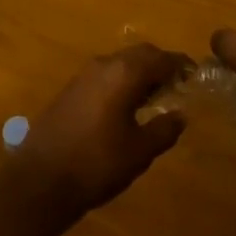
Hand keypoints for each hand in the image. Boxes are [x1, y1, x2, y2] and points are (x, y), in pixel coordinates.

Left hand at [6, 44, 192, 223]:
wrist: (39, 180)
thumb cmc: (96, 163)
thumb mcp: (139, 151)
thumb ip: (164, 129)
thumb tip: (181, 115)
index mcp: (125, 73)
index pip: (161, 58)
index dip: (181, 65)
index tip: (195, 75)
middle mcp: (104, 64)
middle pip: (140, 54)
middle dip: (161, 65)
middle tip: (178, 85)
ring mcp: (84, 75)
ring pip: (121, 63)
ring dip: (140, 74)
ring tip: (155, 98)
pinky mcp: (71, 90)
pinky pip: (106, 75)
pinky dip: (122, 82)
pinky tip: (126, 108)